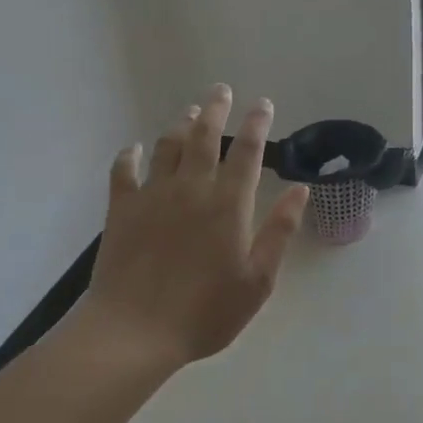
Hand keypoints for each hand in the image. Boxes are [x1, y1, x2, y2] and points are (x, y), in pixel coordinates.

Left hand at [83, 84, 310, 367]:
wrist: (133, 332)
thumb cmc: (204, 312)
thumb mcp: (258, 280)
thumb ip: (279, 231)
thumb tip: (300, 190)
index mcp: (228, 204)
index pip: (247, 152)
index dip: (257, 124)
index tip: (263, 104)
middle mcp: (192, 188)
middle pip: (205, 135)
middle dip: (216, 108)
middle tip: (222, 90)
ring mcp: (153, 195)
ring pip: (168, 145)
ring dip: (181, 124)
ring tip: (191, 110)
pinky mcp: (122, 209)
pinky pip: (124, 171)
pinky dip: (129, 155)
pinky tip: (133, 149)